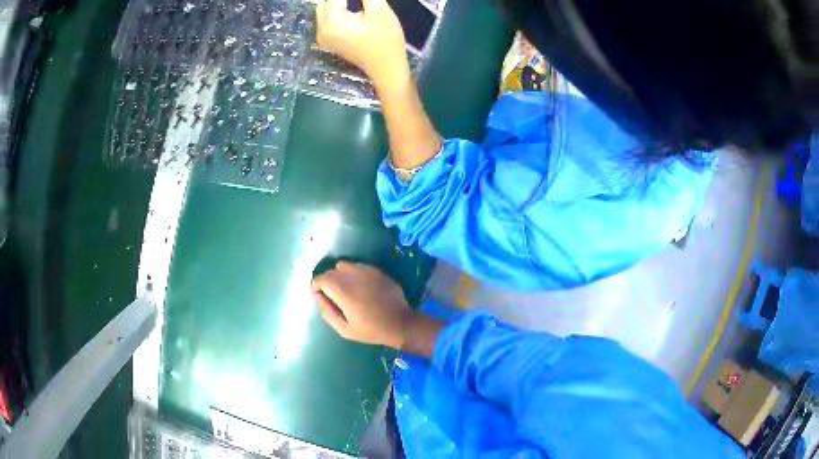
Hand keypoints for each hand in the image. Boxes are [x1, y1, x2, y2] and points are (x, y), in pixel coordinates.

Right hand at [311, 262, 415, 348]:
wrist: (401, 323)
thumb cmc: (371, 330)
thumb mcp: (344, 329)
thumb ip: (326, 311)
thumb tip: (316, 296)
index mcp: (341, 290)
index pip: (320, 279)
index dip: (315, 287)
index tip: (319, 297)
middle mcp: (352, 275)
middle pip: (331, 271)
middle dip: (327, 281)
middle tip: (333, 297)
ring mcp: (366, 270)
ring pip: (344, 266)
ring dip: (340, 276)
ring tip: (346, 291)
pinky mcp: (377, 270)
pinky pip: (358, 266)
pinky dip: (354, 274)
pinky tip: (360, 288)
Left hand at [315, 0, 410, 88]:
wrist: (386, 68)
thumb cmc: (386, 41)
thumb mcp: (379, 10)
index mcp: (332, 22)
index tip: (365, 1)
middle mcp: (321, 30)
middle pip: (325, 2)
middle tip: (362, 3)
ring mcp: (323, 37)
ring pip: (324, 9)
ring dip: (338, 3)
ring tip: (359, 6)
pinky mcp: (329, 40)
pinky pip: (328, 19)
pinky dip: (338, 10)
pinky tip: (353, 9)